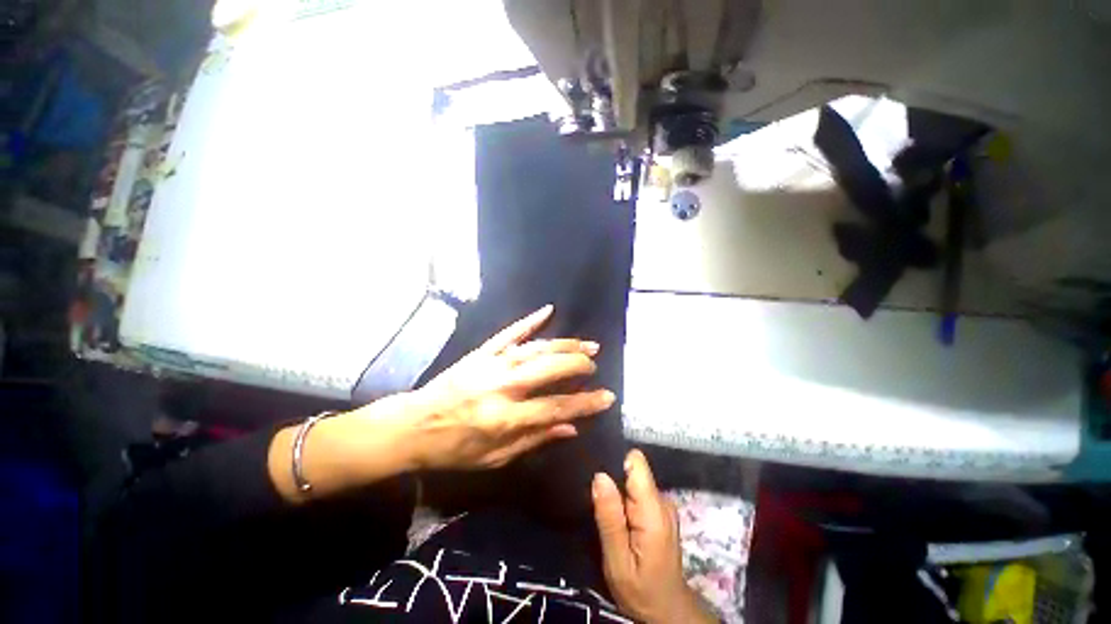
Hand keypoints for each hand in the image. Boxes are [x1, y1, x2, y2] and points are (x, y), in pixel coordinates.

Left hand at [403, 305, 615, 469]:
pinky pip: (510, 332)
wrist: (412, 426)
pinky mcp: (482, 352)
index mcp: (506, 418)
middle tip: (594, 365)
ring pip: (537, 348)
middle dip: (578, 365)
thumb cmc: (455, 448)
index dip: (586, 402)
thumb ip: (535, 439)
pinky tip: (548, 310)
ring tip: (587, 345)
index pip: (556, 407)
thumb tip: (571, 427)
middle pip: (550, 369)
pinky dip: (530, 320)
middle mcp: (503, 387)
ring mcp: (492, 364)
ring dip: (565, 345)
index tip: (608, 396)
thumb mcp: (495, 458)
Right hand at [592, 450, 716, 623]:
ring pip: (634, 480)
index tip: (597, 475)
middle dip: (613, 480)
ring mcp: (663, 504)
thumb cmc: (641, 590)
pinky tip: (617, 518)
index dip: (615, 462)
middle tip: (596, 501)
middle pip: (633, 470)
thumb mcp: (617, 562)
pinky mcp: (660, 510)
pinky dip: (625, 500)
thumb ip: (609, 518)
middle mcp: (662, 500)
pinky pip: (638, 492)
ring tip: (605, 512)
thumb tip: (600, 476)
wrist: (666, 611)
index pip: (636, 462)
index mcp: (654, 510)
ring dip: (618, 491)